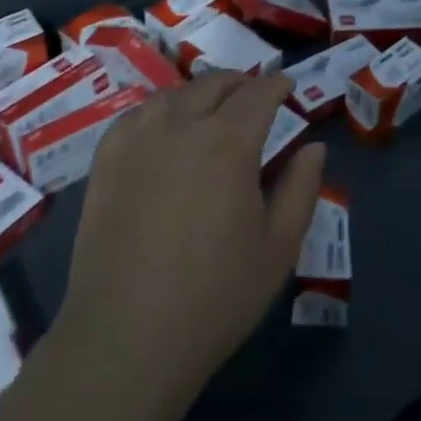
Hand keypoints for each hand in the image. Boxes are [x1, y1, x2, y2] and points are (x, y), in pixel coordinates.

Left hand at [49, 72, 324, 420]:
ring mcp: (137, 139)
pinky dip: (160, 110)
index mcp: (228, 142)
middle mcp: (180, 125)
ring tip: (211, 111)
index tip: (287, 86)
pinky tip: (164, 129)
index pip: (258, 93)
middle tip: (254, 97)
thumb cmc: (216, 296)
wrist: (127, 337)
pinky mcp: (106, 161)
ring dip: (200, 94)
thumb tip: (314, 147)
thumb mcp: (279, 247)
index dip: (277, 84)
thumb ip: (301, 188)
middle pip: (213, 84)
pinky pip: (137, 115)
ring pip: (174, 94)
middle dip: (240, 83)